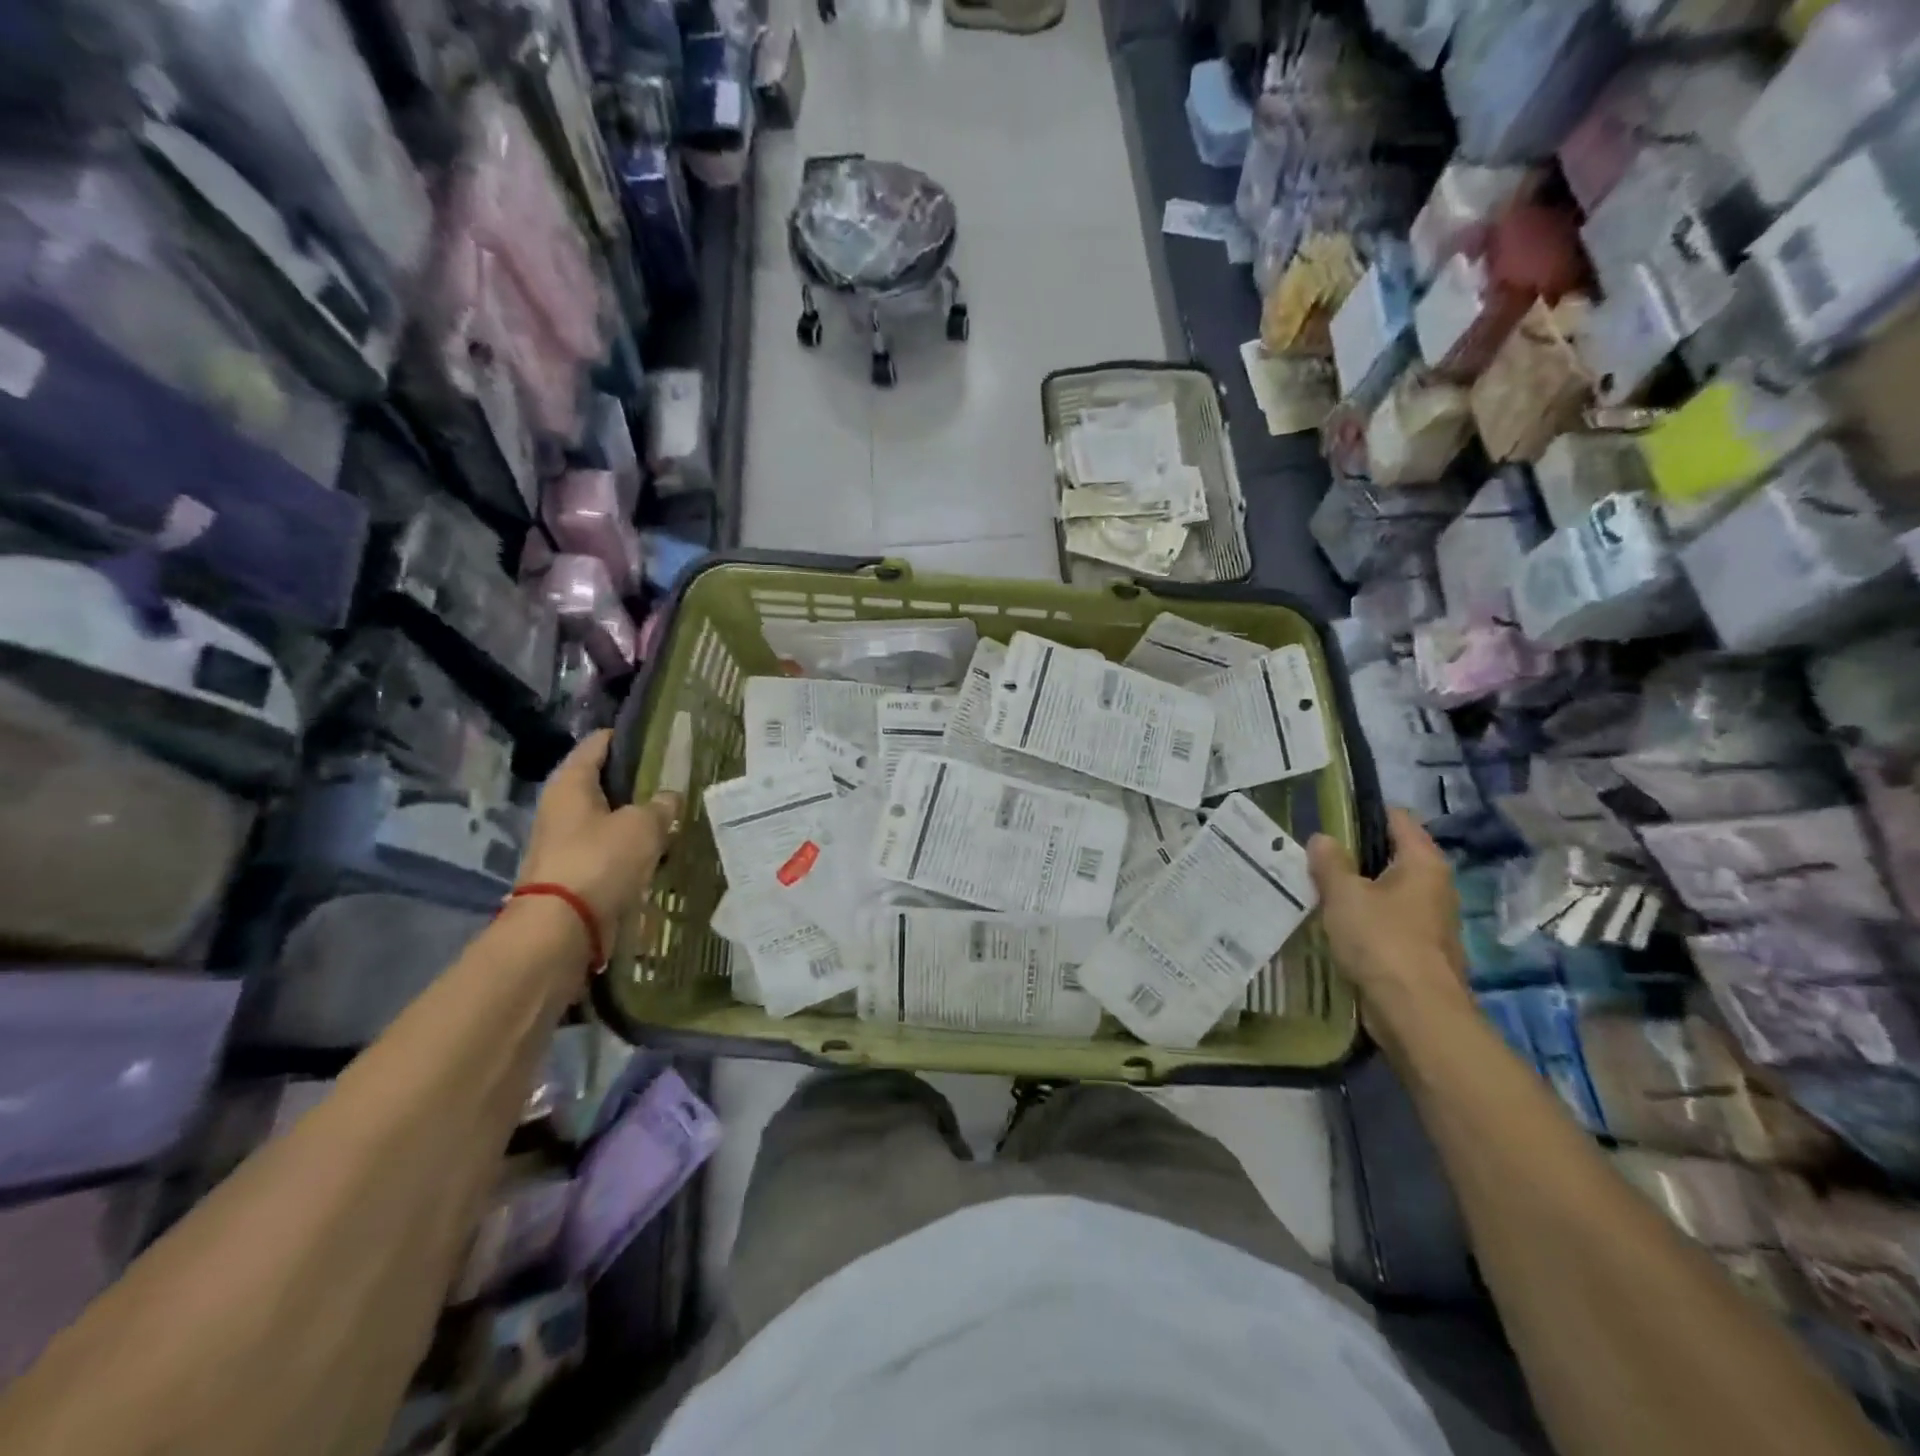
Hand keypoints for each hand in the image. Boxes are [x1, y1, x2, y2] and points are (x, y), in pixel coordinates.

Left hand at [517, 730, 681, 945]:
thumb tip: (669, 798)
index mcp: (571, 784)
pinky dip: (632, 850)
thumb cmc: (600, 861)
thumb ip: (661, 806)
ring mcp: (566, 844)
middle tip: (674, 779)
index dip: (626, 737)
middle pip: (603, 784)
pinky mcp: (576, 875)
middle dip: (637, 782)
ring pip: (608, 820)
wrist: (562, 929)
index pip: (597, 744)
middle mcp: (562, 809)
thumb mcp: (643, 826)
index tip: (657, 736)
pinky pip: (610, 852)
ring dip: (636, 820)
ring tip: (674, 816)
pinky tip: (660, 852)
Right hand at [1307, 809, 1471, 1029]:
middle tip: (1313, 855)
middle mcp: (1435, 886)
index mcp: (1423, 863)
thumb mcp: (1344, 895)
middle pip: (1391, 856)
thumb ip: (1330, 863)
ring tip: (1317, 889)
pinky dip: (1364, 920)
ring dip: (1357, 891)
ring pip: (1387, 892)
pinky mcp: (1420, 951)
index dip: (1363, 812)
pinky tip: (1334, 926)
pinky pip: (1387, 922)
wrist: (1416, 1013)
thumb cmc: (1382, 941)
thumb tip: (1322, 838)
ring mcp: (1430, 921)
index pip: (1397, 819)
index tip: (1328, 815)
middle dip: (1354, 855)